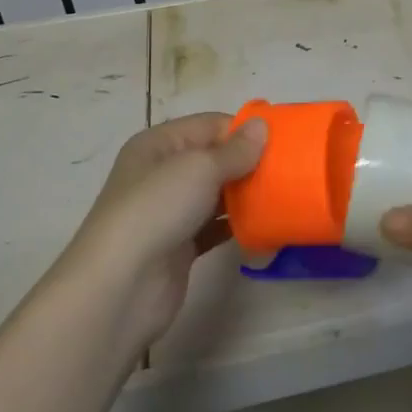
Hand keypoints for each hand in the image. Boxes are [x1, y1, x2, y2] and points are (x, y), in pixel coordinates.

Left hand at [62, 112, 266, 350]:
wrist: (121, 286)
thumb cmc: (157, 210)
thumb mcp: (199, 168)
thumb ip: (235, 150)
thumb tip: (262, 126)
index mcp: (159, 144)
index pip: (210, 125)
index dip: (244, 129)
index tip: (284, 140)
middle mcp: (162, 173)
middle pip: (215, 158)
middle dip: (250, 162)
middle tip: (290, 168)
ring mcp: (170, 210)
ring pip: (217, 193)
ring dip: (247, 193)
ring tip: (285, 194)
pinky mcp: (181, 245)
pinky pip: (216, 226)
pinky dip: (238, 224)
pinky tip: (267, 225)